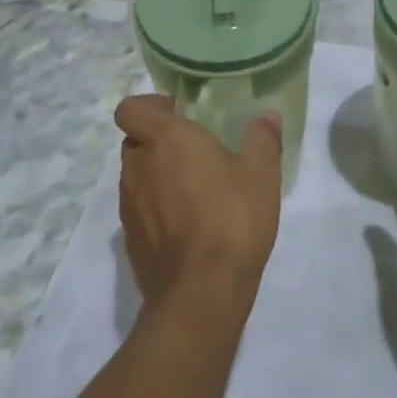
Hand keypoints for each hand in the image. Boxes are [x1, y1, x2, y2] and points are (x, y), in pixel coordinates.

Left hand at [116, 95, 283, 307]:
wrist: (202, 291)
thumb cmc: (233, 219)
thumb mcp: (261, 174)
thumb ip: (262, 139)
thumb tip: (267, 116)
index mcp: (166, 140)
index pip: (131, 108)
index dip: (149, 106)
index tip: (177, 112)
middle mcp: (138, 167)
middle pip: (134, 141)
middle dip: (157, 141)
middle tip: (192, 150)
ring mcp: (129, 205)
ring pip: (135, 176)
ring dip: (156, 175)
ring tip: (192, 189)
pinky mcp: (130, 239)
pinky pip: (138, 209)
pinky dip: (155, 208)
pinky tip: (186, 224)